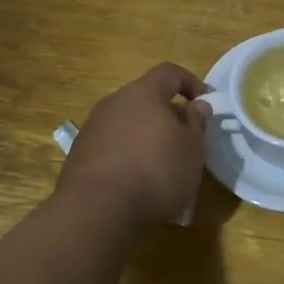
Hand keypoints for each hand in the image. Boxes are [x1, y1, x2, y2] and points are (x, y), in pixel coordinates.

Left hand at [59, 63, 212, 227]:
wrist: (97, 210)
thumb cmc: (156, 172)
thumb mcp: (192, 149)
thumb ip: (196, 122)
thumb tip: (197, 105)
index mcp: (143, 93)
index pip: (169, 72)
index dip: (190, 82)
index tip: (205, 102)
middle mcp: (113, 103)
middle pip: (145, 98)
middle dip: (167, 113)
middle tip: (184, 137)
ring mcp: (92, 128)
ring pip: (127, 123)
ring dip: (145, 136)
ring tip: (161, 164)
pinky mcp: (79, 155)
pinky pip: (111, 145)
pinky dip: (127, 155)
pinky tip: (137, 181)